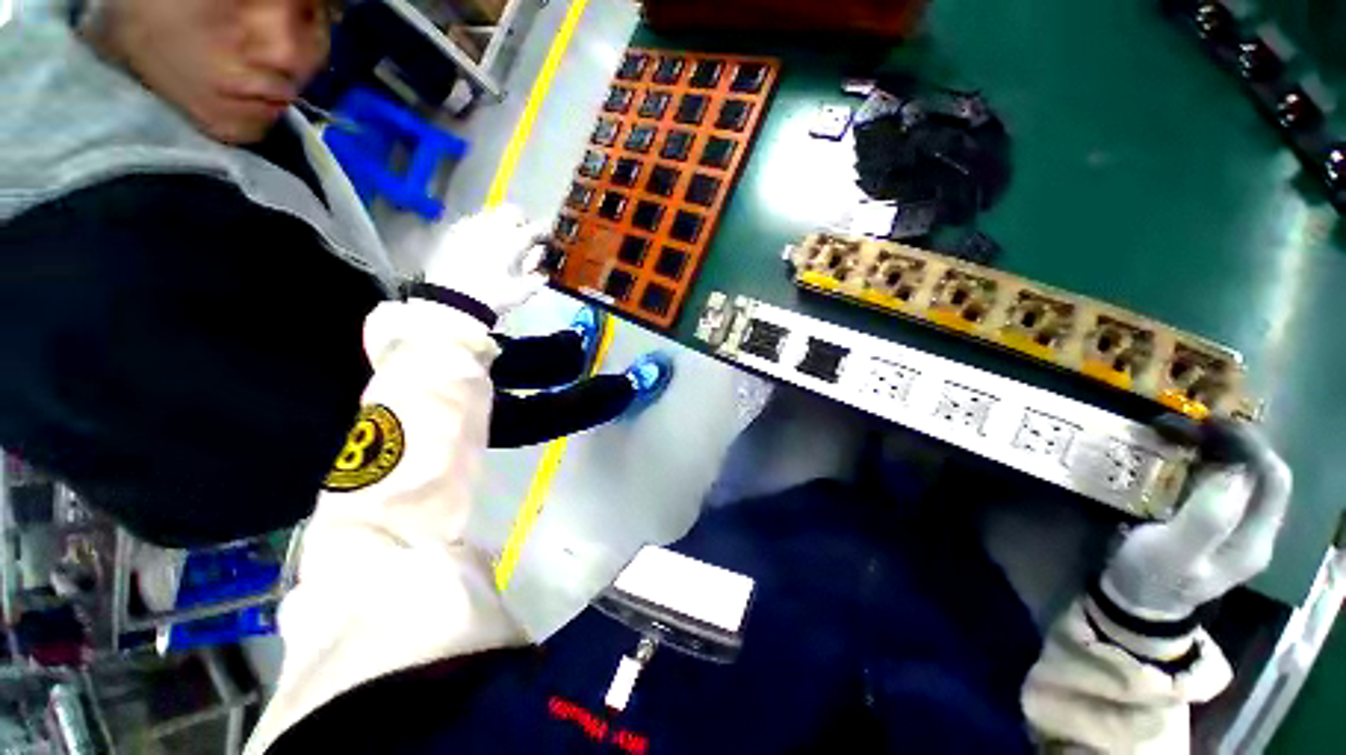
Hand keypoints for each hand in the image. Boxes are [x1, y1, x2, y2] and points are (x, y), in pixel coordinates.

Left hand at [422, 205, 549, 316]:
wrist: (452, 301)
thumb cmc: (493, 296)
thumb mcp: (521, 292)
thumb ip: (535, 280)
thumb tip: (543, 274)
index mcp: (514, 240)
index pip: (534, 229)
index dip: (544, 232)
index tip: (547, 238)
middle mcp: (492, 227)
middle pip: (511, 212)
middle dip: (521, 220)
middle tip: (524, 233)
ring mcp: (469, 227)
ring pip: (489, 214)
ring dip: (499, 222)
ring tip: (501, 238)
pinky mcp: (450, 233)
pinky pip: (470, 223)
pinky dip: (480, 229)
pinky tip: (479, 242)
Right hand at [1101, 418, 1291, 620]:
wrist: (1135, 601)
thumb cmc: (1151, 576)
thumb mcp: (1175, 553)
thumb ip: (1208, 519)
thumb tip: (1232, 471)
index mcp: (1254, 540)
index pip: (1272, 480)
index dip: (1251, 447)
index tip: (1212, 424)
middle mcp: (1256, 533)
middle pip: (1263, 477)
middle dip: (1238, 445)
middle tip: (1197, 425)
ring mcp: (1238, 531)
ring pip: (1247, 480)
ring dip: (1224, 453)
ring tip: (1190, 436)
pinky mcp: (1217, 528)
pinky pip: (1227, 488)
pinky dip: (1211, 466)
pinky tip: (1186, 461)